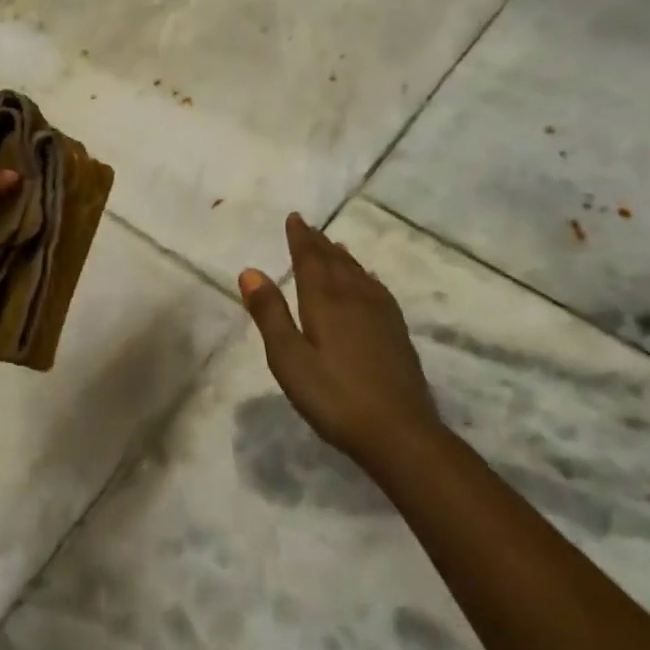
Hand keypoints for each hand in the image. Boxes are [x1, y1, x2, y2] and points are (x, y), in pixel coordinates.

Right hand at [239, 213, 441, 466]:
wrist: (399, 433)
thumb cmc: (334, 397)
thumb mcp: (289, 359)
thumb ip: (270, 314)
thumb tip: (250, 271)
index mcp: (325, 301)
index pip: (310, 259)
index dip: (301, 237)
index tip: (295, 217)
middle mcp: (354, 298)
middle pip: (335, 261)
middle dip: (319, 242)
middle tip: (309, 226)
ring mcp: (380, 314)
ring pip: (357, 273)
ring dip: (342, 256)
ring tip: (335, 245)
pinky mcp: (396, 332)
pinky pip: (377, 290)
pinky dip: (366, 277)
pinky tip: (368, 282)